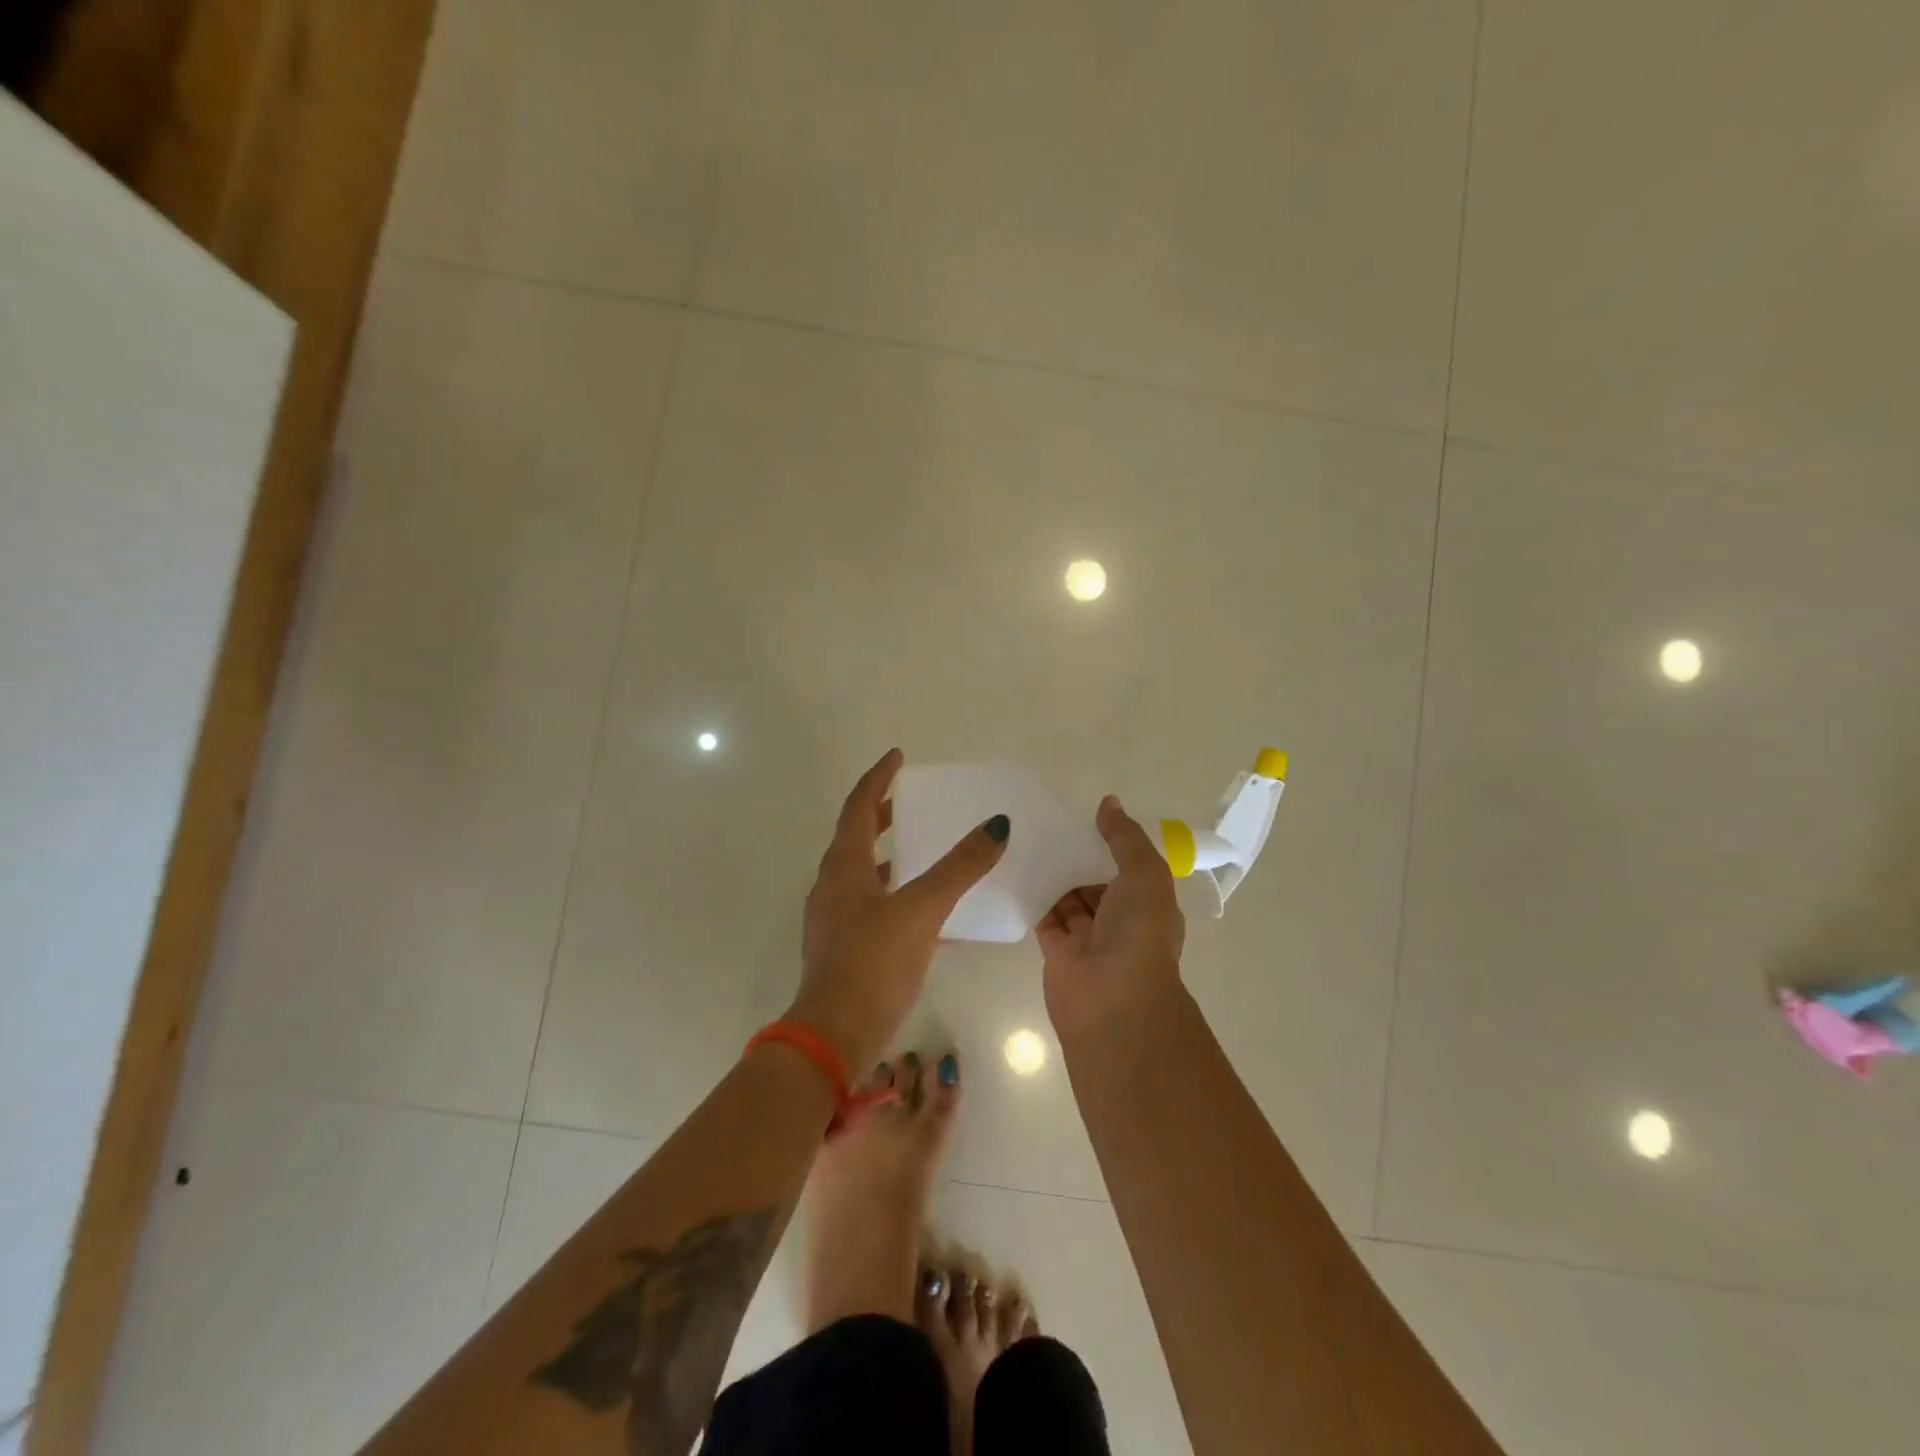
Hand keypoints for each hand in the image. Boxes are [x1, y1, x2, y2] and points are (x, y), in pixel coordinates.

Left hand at [791, 748, 1009, 1070]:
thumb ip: (960, 868)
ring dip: (890, 854)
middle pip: (857, 835)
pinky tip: (927, 910)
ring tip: (923, 848)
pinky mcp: (844, 946)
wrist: (835, 1034)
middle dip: (883, 812)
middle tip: (913, 799)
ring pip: (863, 871)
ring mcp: (834, 918)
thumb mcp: (922, 910)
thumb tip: (996, 826)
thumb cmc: (874, 962)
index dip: (878, 778)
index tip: (898, 757)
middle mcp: (833, 885)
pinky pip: (872, 904)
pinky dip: (896, 893)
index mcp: (844, 866)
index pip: (859, 806)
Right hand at [1037, 795, 1185, 1041]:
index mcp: (1149, 904)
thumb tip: (1109, 802)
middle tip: (1048, 824)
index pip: (1130, 868)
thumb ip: (1124, 838)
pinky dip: (1034, 897)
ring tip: (1028, 838)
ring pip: (1069, 898)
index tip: (1084, 818)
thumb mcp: (1143, 874)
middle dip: (1078, 857)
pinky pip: (1044, 917)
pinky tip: (1016, 869)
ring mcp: (1088, 938)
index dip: (1111, 844)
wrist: (1113, 1002)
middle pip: (1097, 882)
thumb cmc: (1138, 933)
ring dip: (1055, 874)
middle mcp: (1121, 922)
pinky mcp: (1057, 952)